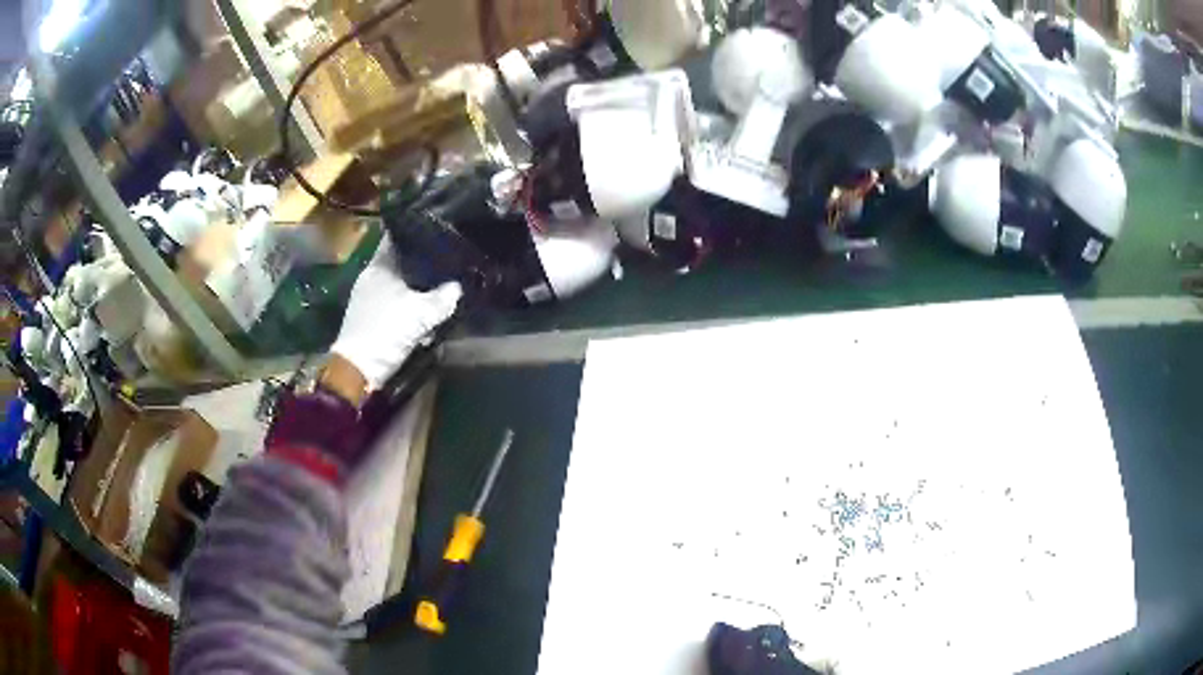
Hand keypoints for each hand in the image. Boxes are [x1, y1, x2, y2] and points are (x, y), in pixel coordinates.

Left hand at [329, 237, 461, 400]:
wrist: (358, 371)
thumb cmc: (386, 331)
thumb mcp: (421, 314)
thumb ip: (443, 298)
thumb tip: (457, 288)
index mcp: (379, 266)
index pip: (399, 237)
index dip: (419, 233)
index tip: (440, 233)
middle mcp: (371, 277)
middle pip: (402, 262)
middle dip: (423, 265)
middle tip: (448, 265)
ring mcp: (368, 298)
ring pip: (400, 285)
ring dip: (418, 290)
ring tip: (441, 292)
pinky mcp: (371, 318)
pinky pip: (395, 304)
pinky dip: (409, 308)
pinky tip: (424, 318)